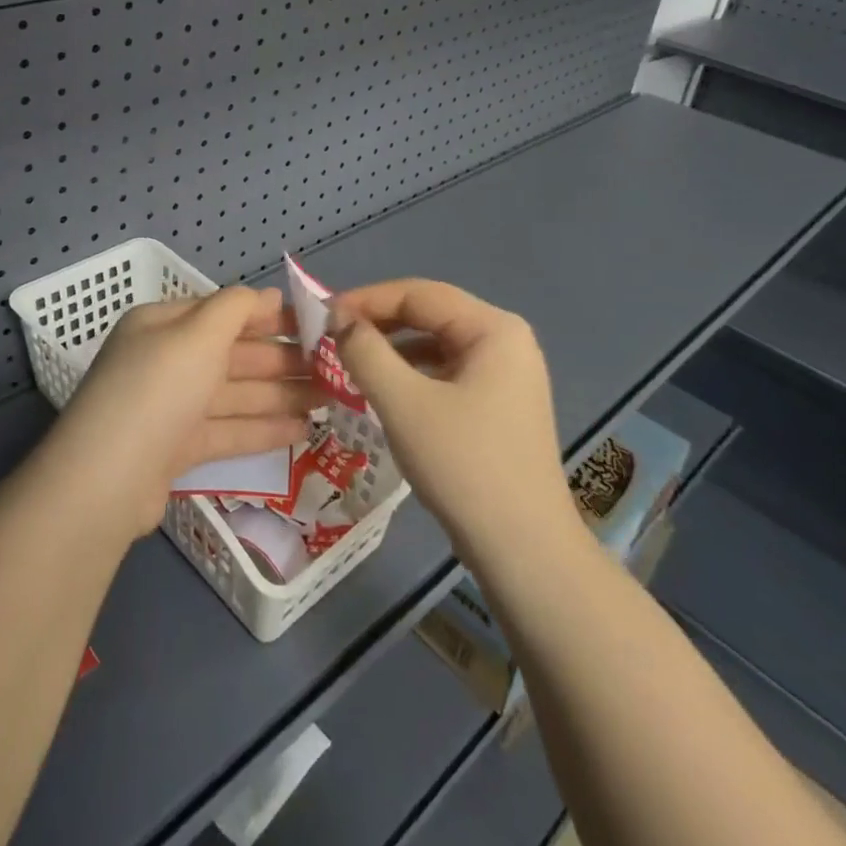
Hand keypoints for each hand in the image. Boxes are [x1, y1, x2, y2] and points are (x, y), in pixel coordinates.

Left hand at [45, 287, 320, 539]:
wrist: (106, 480)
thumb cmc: (157, 390)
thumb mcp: (197, 334)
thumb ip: (235, 308)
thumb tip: (268, 294)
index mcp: (162, 326)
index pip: (222, 313)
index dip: (266, 316)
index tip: (313, 324)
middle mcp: (164, 362)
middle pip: (231, 355)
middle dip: (280, 360)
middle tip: (332, 368)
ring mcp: (170, 408)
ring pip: (233, 394)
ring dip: (279, 395)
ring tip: (327, 400)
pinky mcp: (176, 449)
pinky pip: (226, 430)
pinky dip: (260, 429)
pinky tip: (300, 430)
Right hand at [329, 280, 582, 557]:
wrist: (523, 551)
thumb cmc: (464, 466)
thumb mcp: (403, 402)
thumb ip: (365, 351)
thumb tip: (338, 318)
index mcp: (493, 328)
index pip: (418, 294)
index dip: (367, 300)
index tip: (322, 316)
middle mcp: (505, 341)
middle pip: (429, 315)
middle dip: (378, 324)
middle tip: (331, 339)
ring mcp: (506, 375)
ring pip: (435, 345)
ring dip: (391, 350)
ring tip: (349, 363)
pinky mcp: (499, 405)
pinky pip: (446, 372)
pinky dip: (411, 375)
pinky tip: (383, 392)